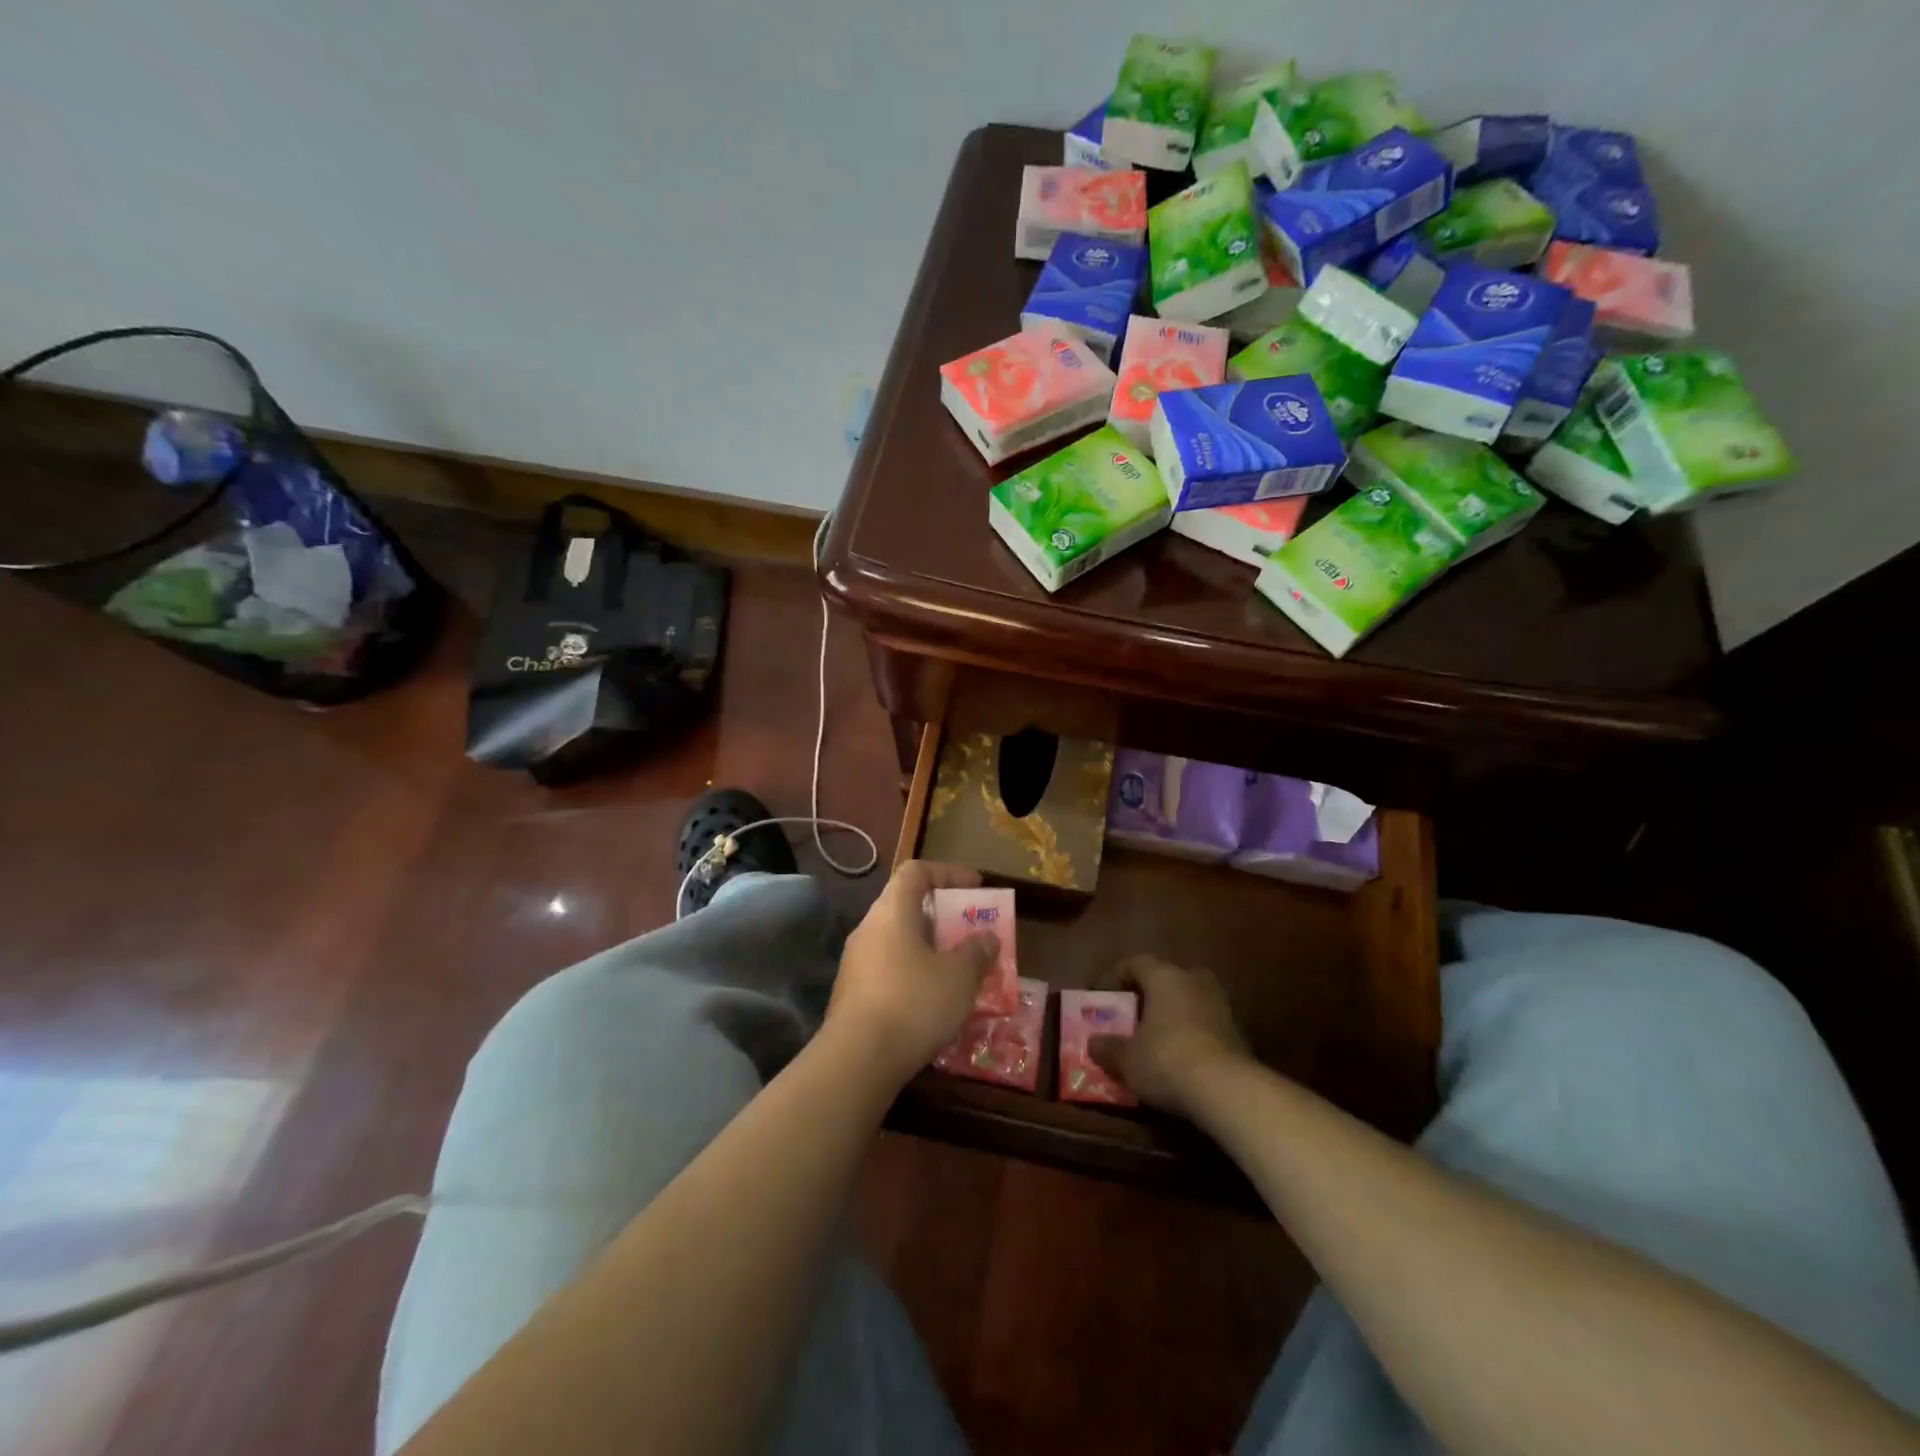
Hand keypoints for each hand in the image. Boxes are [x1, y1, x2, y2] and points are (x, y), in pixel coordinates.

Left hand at [826, 861, 998, 1086]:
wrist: (857, 1060)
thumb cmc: (913, 1003)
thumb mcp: (959, 977)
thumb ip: (976, 952)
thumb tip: (987, 938)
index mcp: (892, 911)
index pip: (916, 871)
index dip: (948, 872)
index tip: (975, 887)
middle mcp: (868, 928)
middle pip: (905, 906)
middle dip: (941, 916)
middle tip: (969, 932)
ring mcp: (855, 962)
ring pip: (897, 941)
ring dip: (928, 949)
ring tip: (957, 970)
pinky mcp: (851, 994)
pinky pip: (888, 970)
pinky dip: (912, 974)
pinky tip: (932, 1001)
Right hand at [1089, 955, 1249, 1116]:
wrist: (1228, 1091)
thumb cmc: (1167, 1060)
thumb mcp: (1126, 1059)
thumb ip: (1107, 1047)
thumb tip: (1093, 1043)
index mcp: (1165, 977)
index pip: (1136, 962)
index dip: (1115, 975)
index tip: (1102, 995)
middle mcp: (1194, 981)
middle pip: (1167, 978)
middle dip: (1150, 994)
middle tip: (1133, 1014)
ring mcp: (1220, 1006)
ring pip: (1189, 1001)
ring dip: (1173, 1015)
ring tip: (1156, 1038)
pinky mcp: (1238, 1033)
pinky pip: (1205, 1024)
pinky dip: (1191, 1035)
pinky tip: (1180, 1058)